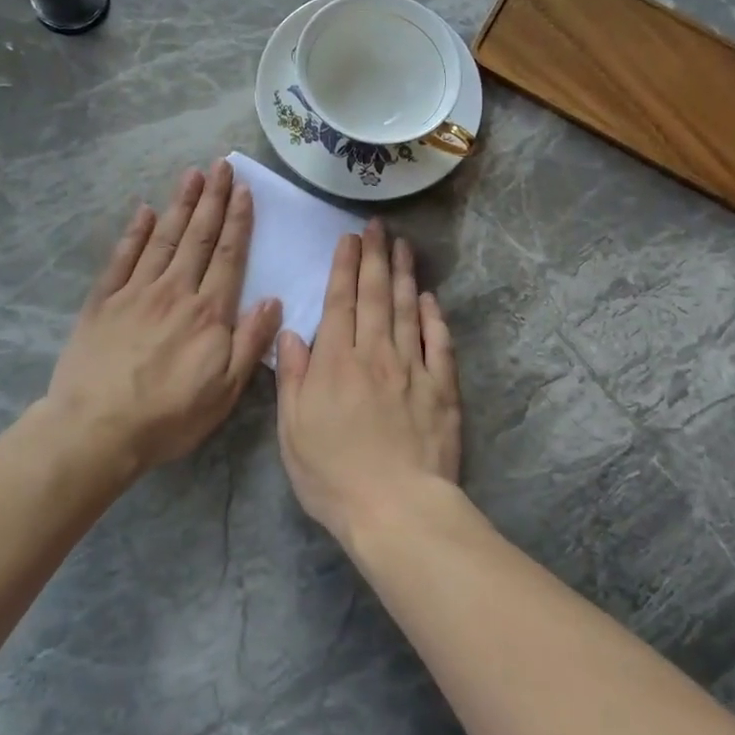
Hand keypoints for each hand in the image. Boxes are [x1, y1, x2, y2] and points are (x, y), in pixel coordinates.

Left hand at [44, 163, 282, 472]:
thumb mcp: (225, 391)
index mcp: (208, 313)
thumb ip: (250, 342)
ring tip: (192, 174)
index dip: (237, 221)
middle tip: (221, 165)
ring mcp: (135, 292)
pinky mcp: (103, 301)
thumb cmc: (168, 416)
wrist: (96, 430)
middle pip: (197, 237)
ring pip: (164, 238)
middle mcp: (174, 291)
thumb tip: (273, 300)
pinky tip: (144, 210)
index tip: (243, 190)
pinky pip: (122, 257)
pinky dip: (135, 232)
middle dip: (212, 199)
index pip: (228, 256)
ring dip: (180, 204)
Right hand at [275, 222, 461, 546]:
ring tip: (403, 246)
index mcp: (336, 362)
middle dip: (375, 257)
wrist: (396, 508)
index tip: (349, 239)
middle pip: (376, 296)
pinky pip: (439, 343)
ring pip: (408, 310)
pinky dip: (434, 317)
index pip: (340, 302)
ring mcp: (413, 368)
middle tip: (378, 227)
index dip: (345, 267)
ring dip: (404, 275)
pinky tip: (431, 298)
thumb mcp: (293, 432)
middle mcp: (375, 354)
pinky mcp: (442, 387)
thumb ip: (293, 378)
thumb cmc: (334, 475)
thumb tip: (292, 333)